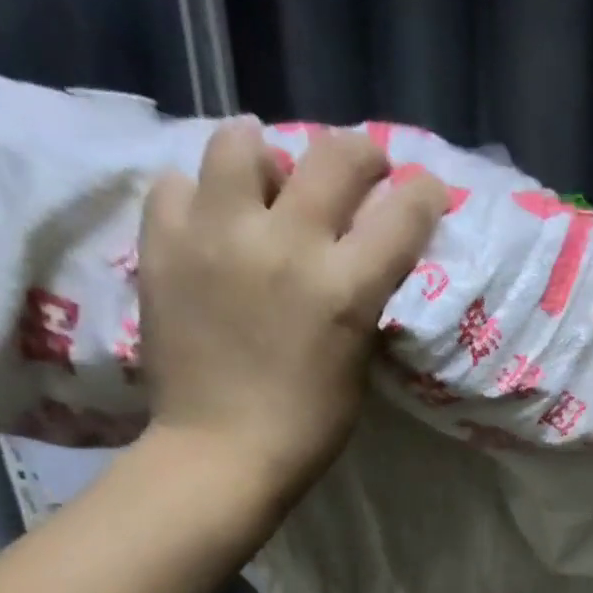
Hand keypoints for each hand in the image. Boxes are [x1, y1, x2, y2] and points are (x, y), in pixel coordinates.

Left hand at [137, 117, 446, 491]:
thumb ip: (359, 299)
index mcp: (345, 288)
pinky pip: (180, 184)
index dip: (423, 194)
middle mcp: (286, 243)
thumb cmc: (309, 424)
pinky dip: (203, 194)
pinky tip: (214, 219)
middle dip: (362, 153)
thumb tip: (354, 256)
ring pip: (242, 143)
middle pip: (334, 158)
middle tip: (364, 164)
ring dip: (267, 155)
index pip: (401, 215)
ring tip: (268, 178)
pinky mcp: (164, 242)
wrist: (222, 449)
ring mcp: (217, 235)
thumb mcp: (357, 360)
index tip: (428, 190)